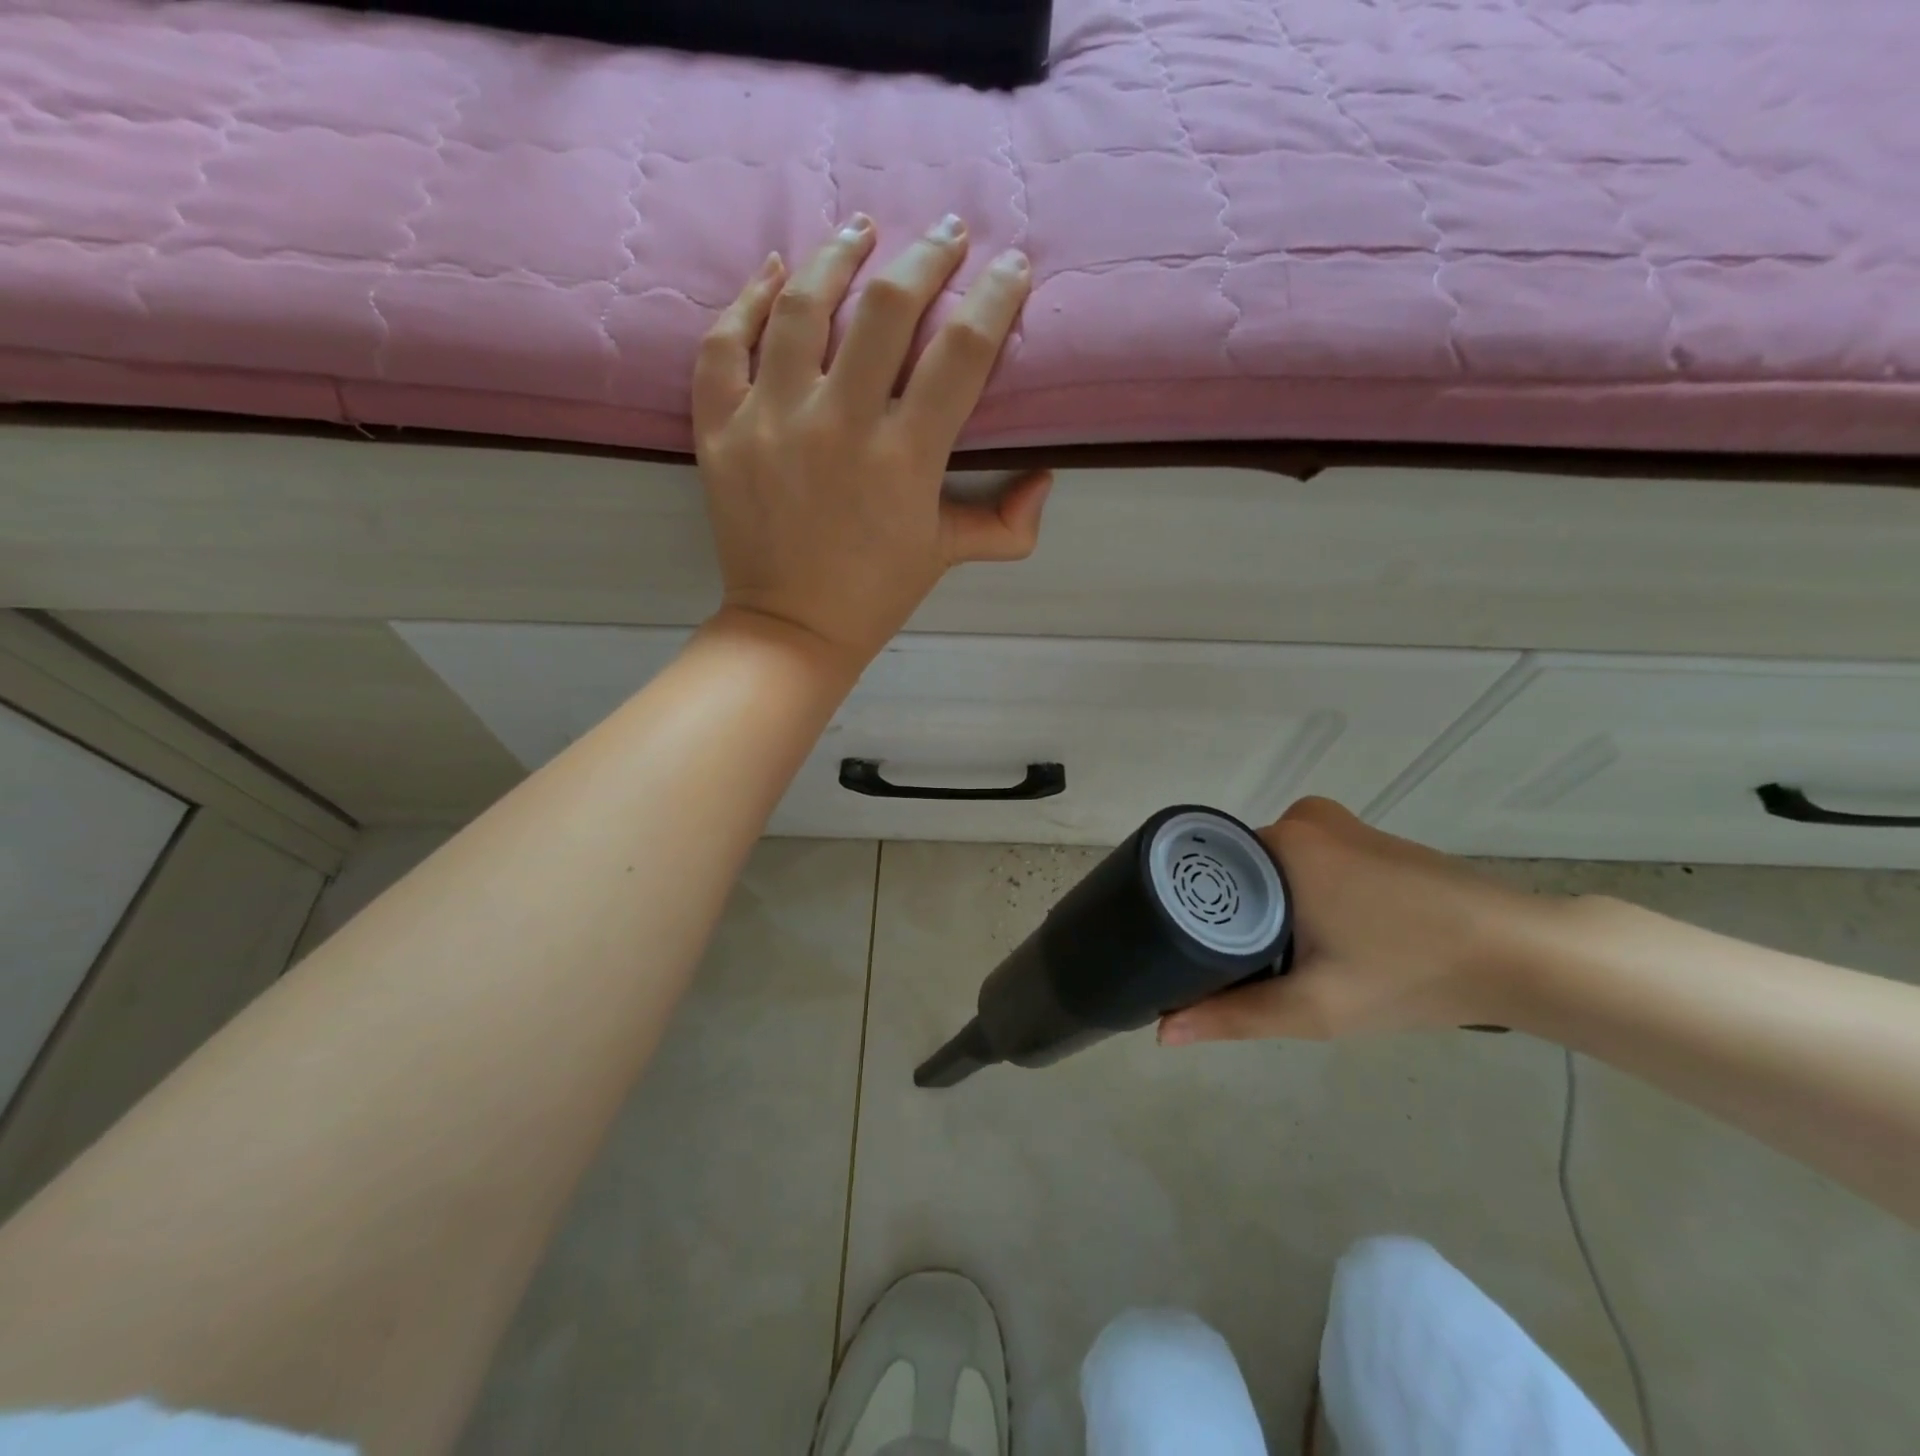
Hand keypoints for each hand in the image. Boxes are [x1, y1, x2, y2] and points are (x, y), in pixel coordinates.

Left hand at [692, 214, 1051, 670]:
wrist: (792, 628)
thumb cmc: (876, 592)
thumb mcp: (948, 555)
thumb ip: (1007, 523)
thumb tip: (1046, 479)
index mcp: (905, 459)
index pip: (962, 351)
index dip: (995, 298)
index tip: (1011, 268)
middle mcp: (838, 426)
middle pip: (886, 309)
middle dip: (927, 257)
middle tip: (947, 233)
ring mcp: (771, 423)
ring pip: (800, 307)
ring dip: (836, 255)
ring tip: (861, 230)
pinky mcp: (721, 432)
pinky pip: (722, 344)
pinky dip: (745, 300)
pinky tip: (773, 273)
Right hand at [1159, 798, 1562, 1043]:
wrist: (1521, 954)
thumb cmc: (1410, 972)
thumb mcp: (1314, 1006)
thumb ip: (1235, 1015)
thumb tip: (1162, 1032)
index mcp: (1281, 842)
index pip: (1209, 871)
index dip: (1198, 916)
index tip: (1200, 958)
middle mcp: (1302, 818)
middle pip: (1241, 871)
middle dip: (1238, 918)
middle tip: (1246, 972)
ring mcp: (1339, 824)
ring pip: (1274, 869)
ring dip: (1271, 908)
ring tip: (1281, 961)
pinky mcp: (1367, 838)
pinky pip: (1307, 863)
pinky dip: (1301, 896)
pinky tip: (1325, 938)